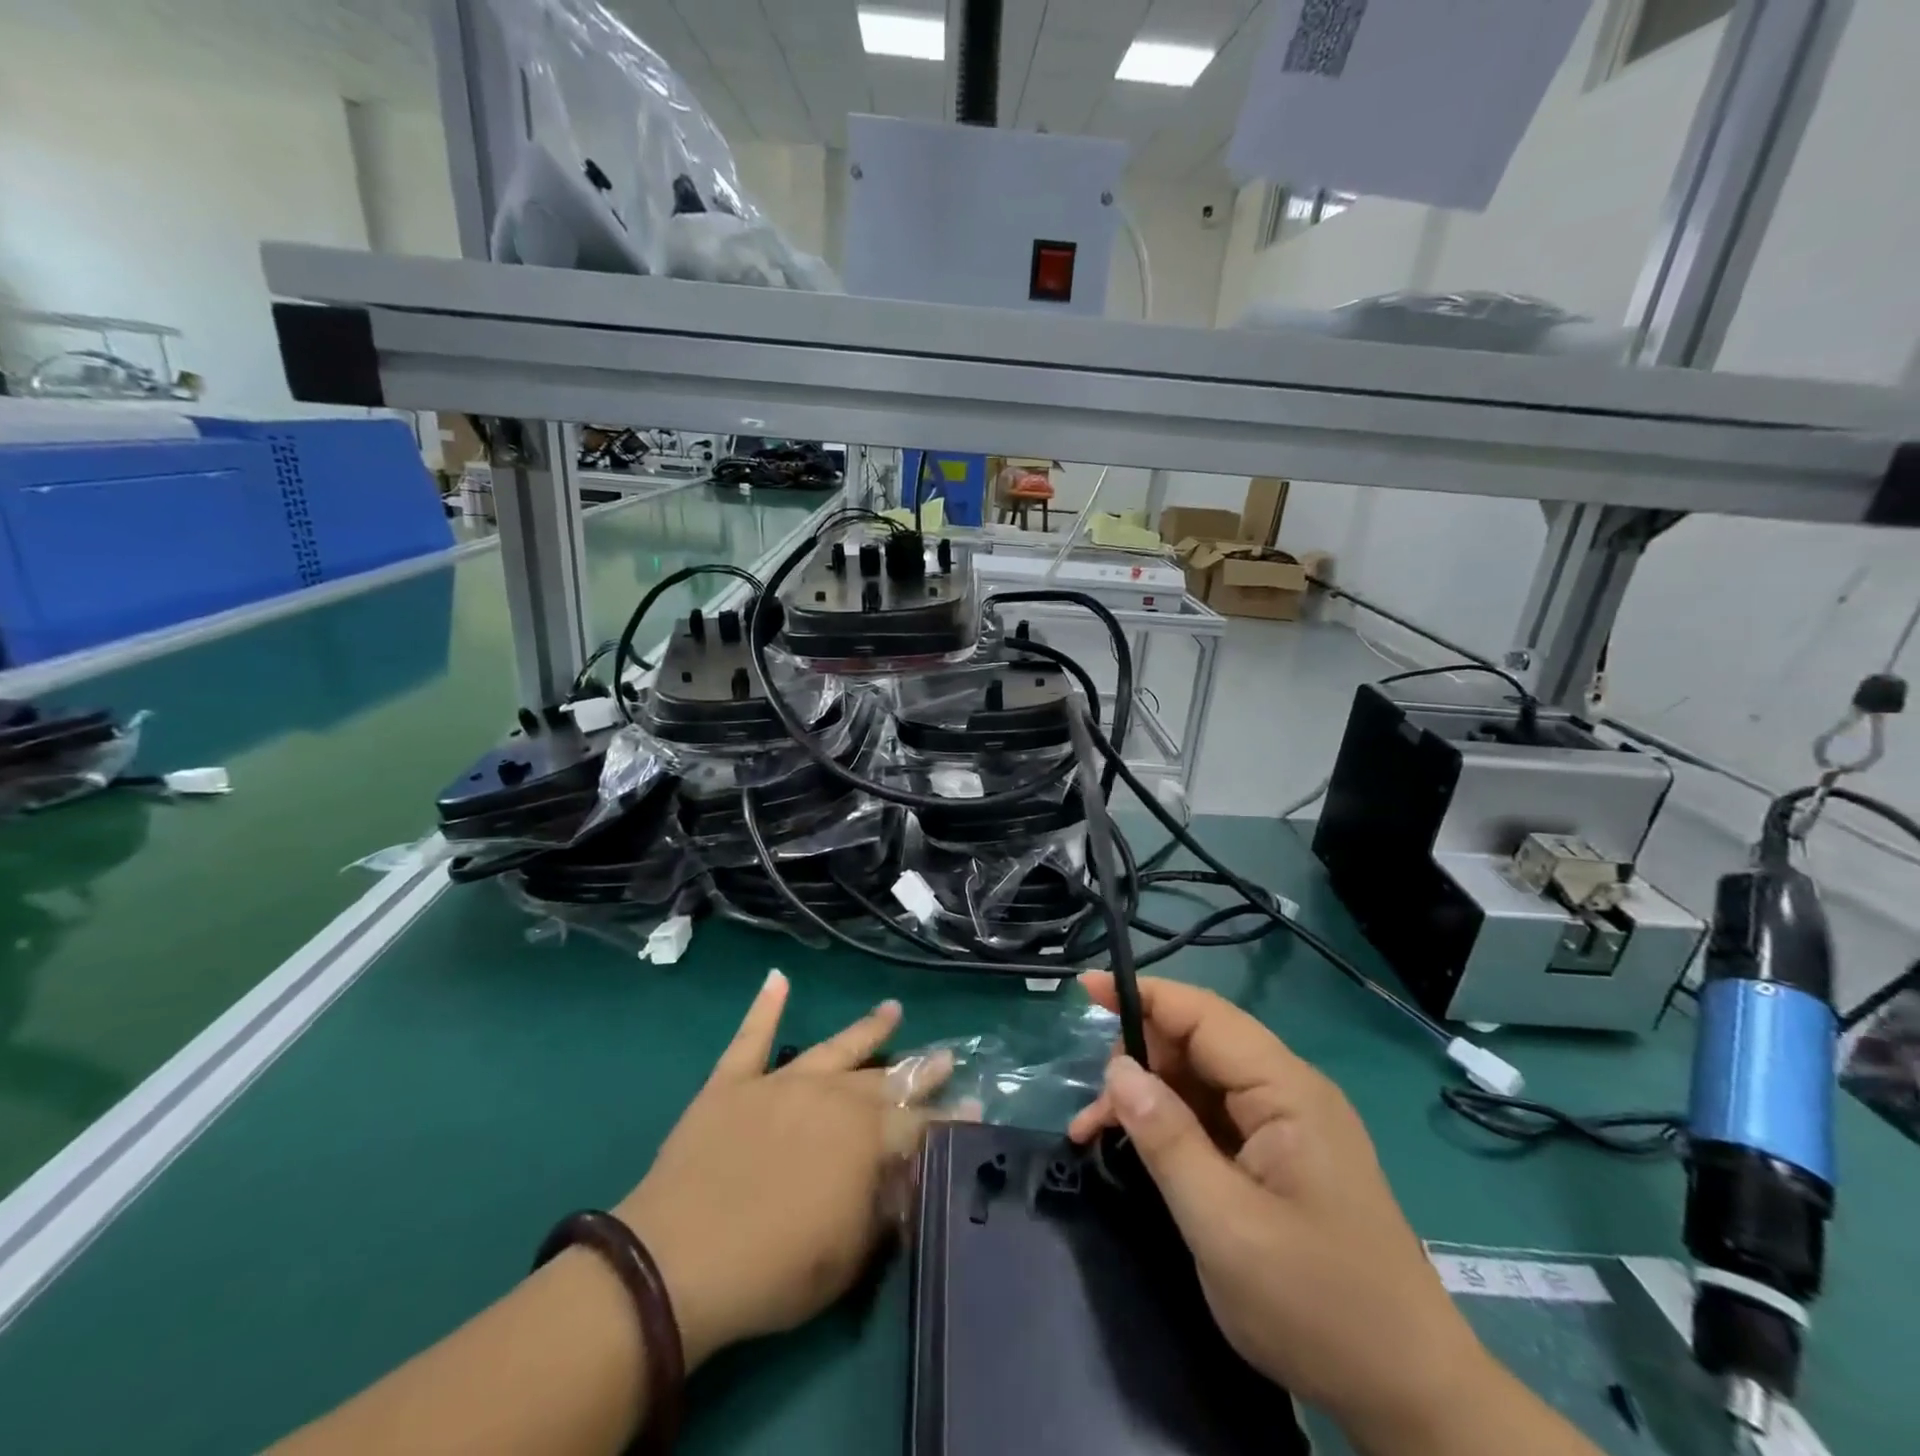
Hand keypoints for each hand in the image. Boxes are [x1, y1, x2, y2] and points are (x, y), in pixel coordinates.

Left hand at [616, 970, 948, 1367]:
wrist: (678, 1261)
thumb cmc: (774, 1270)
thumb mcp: (849, 1257)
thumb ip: (884, 1210)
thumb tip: (906, 1178)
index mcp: (864, 1139)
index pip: (920, 1124)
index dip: (950, 1118)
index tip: (975, 1104)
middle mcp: (831, 1097)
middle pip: (886, 1079)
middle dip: (921, 1069)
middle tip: (946, 1054)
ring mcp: (781, 1083)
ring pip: (835, 1047)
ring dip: (867, 1029)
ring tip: (893, 1009)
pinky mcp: (733, 1083)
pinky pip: (751, 1037)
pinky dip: (765, 1006)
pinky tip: (777, 978)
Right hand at [1068, 973, 1489, 1448]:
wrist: (1412, 1398)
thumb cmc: (1319, 1307)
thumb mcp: (1224, 1226)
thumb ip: (1167, 1139)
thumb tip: (1119, 1070)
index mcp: (1286, 1091)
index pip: (1204, 1015)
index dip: (1144, 995)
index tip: (1086, 988)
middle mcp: (1289, 1092)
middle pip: (1200, 1044)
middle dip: (1139, 1059)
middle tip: (1092, 1108)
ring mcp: (1288, 1125)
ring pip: (1202, 1081)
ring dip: (1150, 1096)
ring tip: (1098, 1133)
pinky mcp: (1282, 1156)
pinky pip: (1216, 1118)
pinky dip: (1172, 1126)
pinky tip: (1140, 1150)